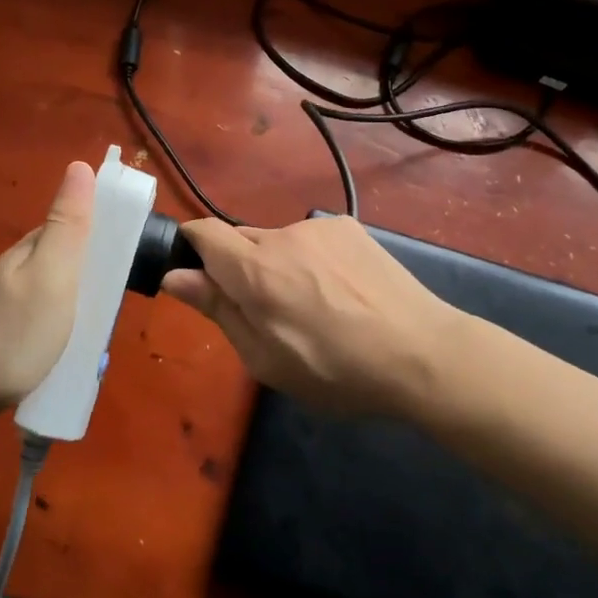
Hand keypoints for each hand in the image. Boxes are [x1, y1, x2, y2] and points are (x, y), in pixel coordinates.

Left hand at [0, 160, 94, 421]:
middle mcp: (22, 267)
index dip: (111, 232)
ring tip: (99, 341)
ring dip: (83, 309)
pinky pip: (47, 320)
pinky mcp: (4, 332)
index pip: (81, 223)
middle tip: (118, 311)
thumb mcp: (51, 275)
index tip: (137, 257)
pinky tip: (70, 353)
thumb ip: (69, 226)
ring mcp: (10, 301)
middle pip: (73, 260)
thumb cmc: (9, 332)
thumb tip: (81, 165)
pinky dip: (65, 331)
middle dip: (100, 278)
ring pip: (61, 292)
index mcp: (36, 247)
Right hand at [162, 215, 462, 417]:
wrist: (422, 352)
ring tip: (316, 307)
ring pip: (278, 242)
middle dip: (240, 269)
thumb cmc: (336, 371)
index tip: (201, 279)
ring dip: (279, 266)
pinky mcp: (349, 227)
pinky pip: (311, 240)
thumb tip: (176, 276)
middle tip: (267, 313)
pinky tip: (342, 292)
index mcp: (255, 270)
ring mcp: (319, 227)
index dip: (192, 249)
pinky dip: (311, 260)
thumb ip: (218, 310)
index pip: (202, 232)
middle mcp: (282, 235)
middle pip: (240, 240)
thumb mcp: (266, 359)